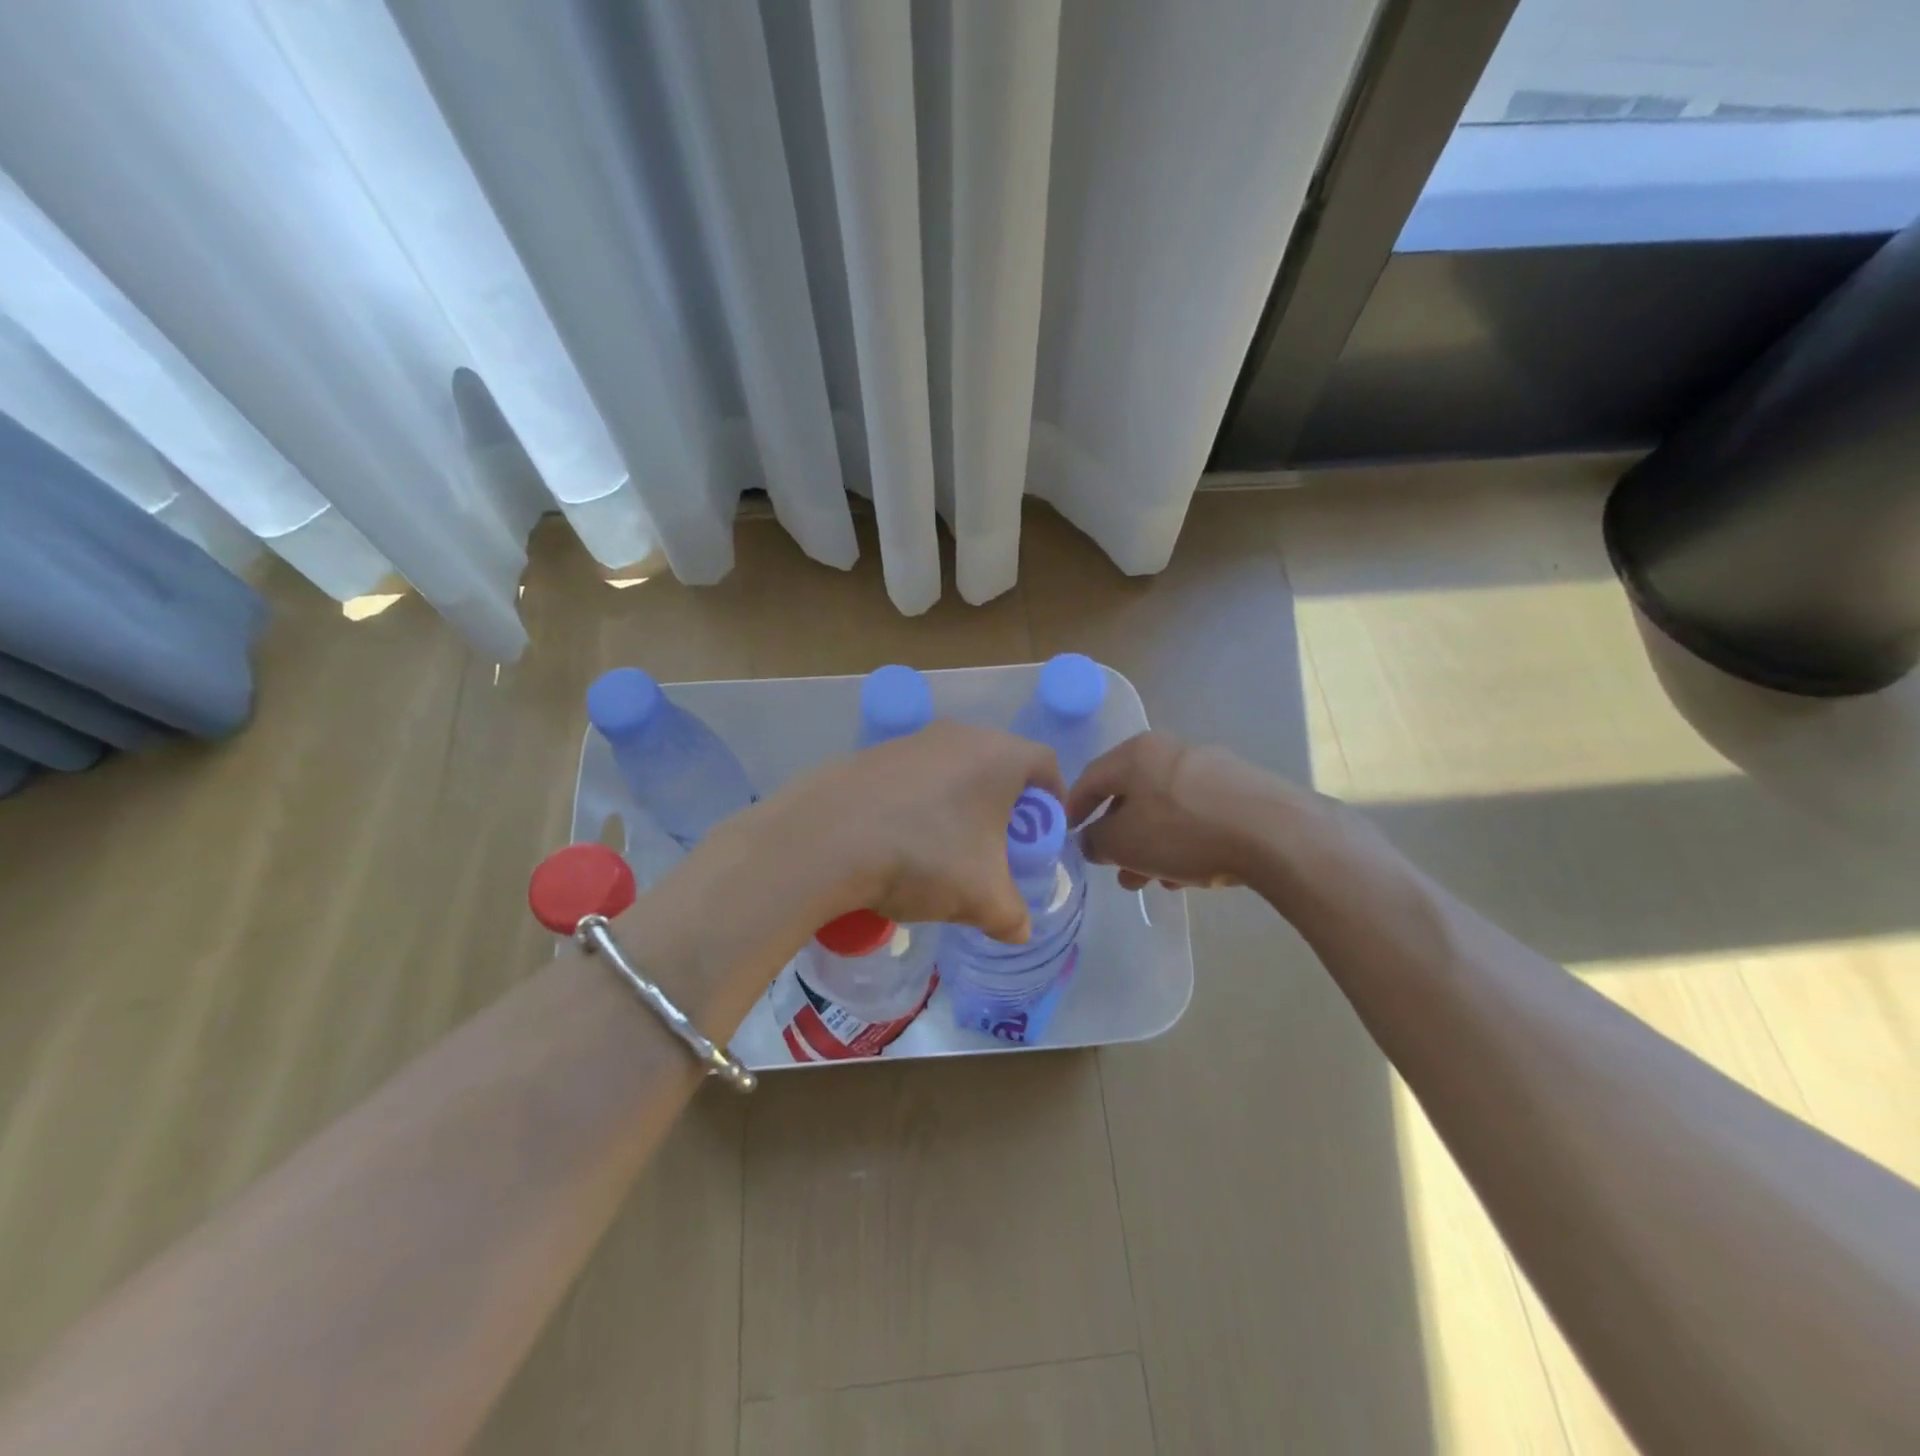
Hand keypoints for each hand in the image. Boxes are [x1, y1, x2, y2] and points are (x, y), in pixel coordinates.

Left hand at [771, 721, 1064, 943]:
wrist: (825, 839)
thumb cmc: (923, 857)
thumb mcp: (981, 898)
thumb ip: (1012, 916)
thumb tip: (1019, 931)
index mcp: (998, 756)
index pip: (1046, 764)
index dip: (1054, 799)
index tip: (1044, 834)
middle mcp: (959, 735)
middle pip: (999, 764)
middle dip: (1006, 805)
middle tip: (999, 845)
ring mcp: (912, 740)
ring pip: (954, 768)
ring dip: (961, 803)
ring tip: (947, 848)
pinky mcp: (873, 754)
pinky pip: (915, 775)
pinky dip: (921, 802)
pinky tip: (901, 839)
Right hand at [1066, 731, 1305, 891]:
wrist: (1275, 833)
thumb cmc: (1183, 831)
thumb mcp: (1124, 842)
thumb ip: (1096, 841)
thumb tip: (1092, 840)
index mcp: (1135, 753)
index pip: (1089, 778)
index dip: (1073, 810)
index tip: (1068, 838)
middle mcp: (1169, 751)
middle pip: (1130, 796)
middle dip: (1119, 838)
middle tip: (1114, 869)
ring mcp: (1208, 768)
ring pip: (1164, 810)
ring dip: (1150, 846)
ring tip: (1150, 882)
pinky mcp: (1240, 790)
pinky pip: (1195, 816)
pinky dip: (1182, 842)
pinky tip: (1186, 875)